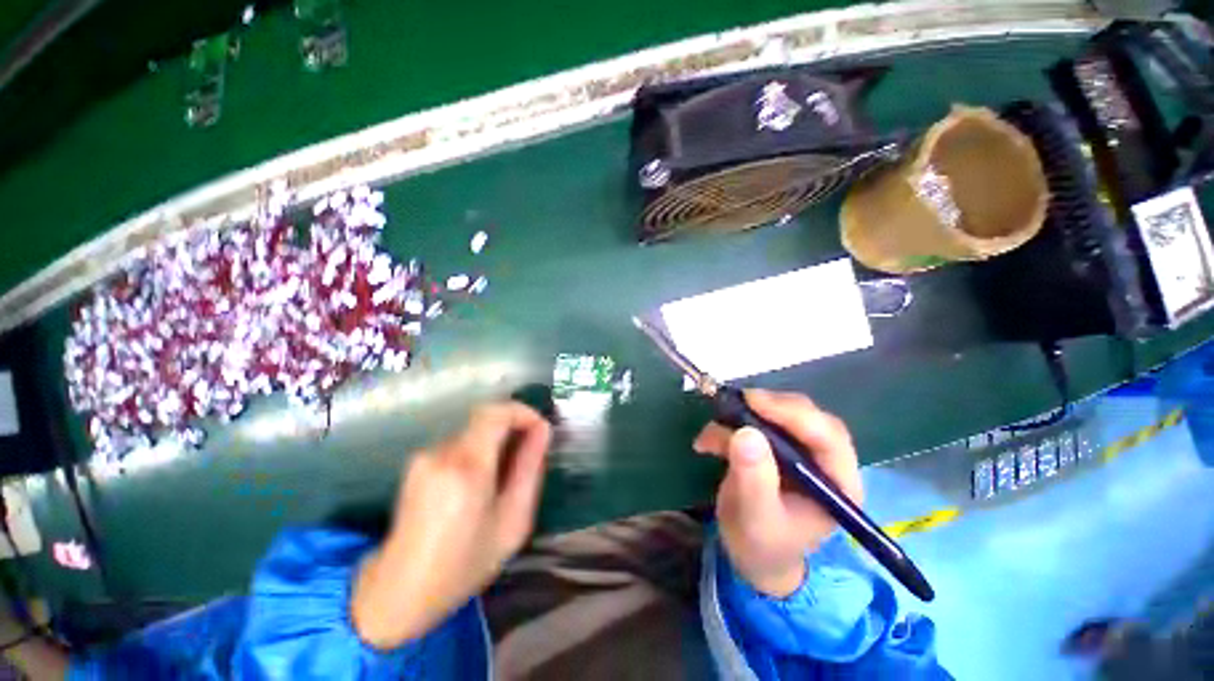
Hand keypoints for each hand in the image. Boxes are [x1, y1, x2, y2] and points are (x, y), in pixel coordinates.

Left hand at [352, 402, 551, 648]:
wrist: (398, 592)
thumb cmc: (463, 565)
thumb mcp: (512, 521)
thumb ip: (530, 469)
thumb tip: (542, 430)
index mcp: (467, 467)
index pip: (496, 412)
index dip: (522, 412)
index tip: (540, 429)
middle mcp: (441, 453)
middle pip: (486, 420)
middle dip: (512, 430)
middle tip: (528, 457)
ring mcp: (424, 456)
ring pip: (473, 432)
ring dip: (495, 443)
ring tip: (503, 479)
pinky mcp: (416, 463)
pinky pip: (458, 444)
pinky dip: (477, 452)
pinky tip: (478, 485)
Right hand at [693, 389, 862, 597]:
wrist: (752, 556)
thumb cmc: (762, 545)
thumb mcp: (756, 518)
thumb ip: (754, 479)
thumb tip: (746, 433)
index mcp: (837, 483)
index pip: (828, 436)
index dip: (793, 414)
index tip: (753, 401)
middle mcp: (823, 460)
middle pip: (804, 416)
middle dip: (767, 408)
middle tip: (733, 405)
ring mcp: (798, 450)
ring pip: (778, 413)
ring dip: (742, 416)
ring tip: (712, 434)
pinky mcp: (774, 445)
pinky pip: (754, 422)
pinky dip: (728, 425)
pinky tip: (707, 443)